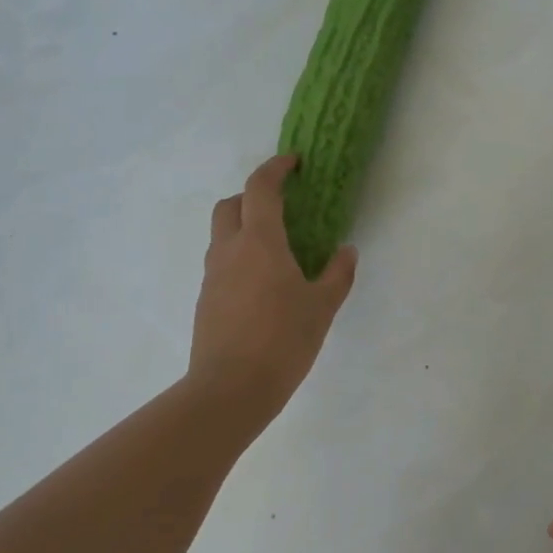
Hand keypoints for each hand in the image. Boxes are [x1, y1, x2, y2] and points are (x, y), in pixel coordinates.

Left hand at [188, 155, 357, 416]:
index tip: (293, 162)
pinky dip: (239, 257)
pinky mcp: (206, 299)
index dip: (275, 168)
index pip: (260, 188)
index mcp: (260, 242)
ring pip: (222, 234)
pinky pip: (221, 263)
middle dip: (252, 195)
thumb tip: (346, 252)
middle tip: (281, 207)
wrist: (230, 389)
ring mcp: (213, 275)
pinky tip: (262, 285)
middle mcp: (230, 250)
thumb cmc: (282, 341)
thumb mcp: (322, 307)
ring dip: (244, 226)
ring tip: (276, 249)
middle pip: (230, 204)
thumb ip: (337, 274)